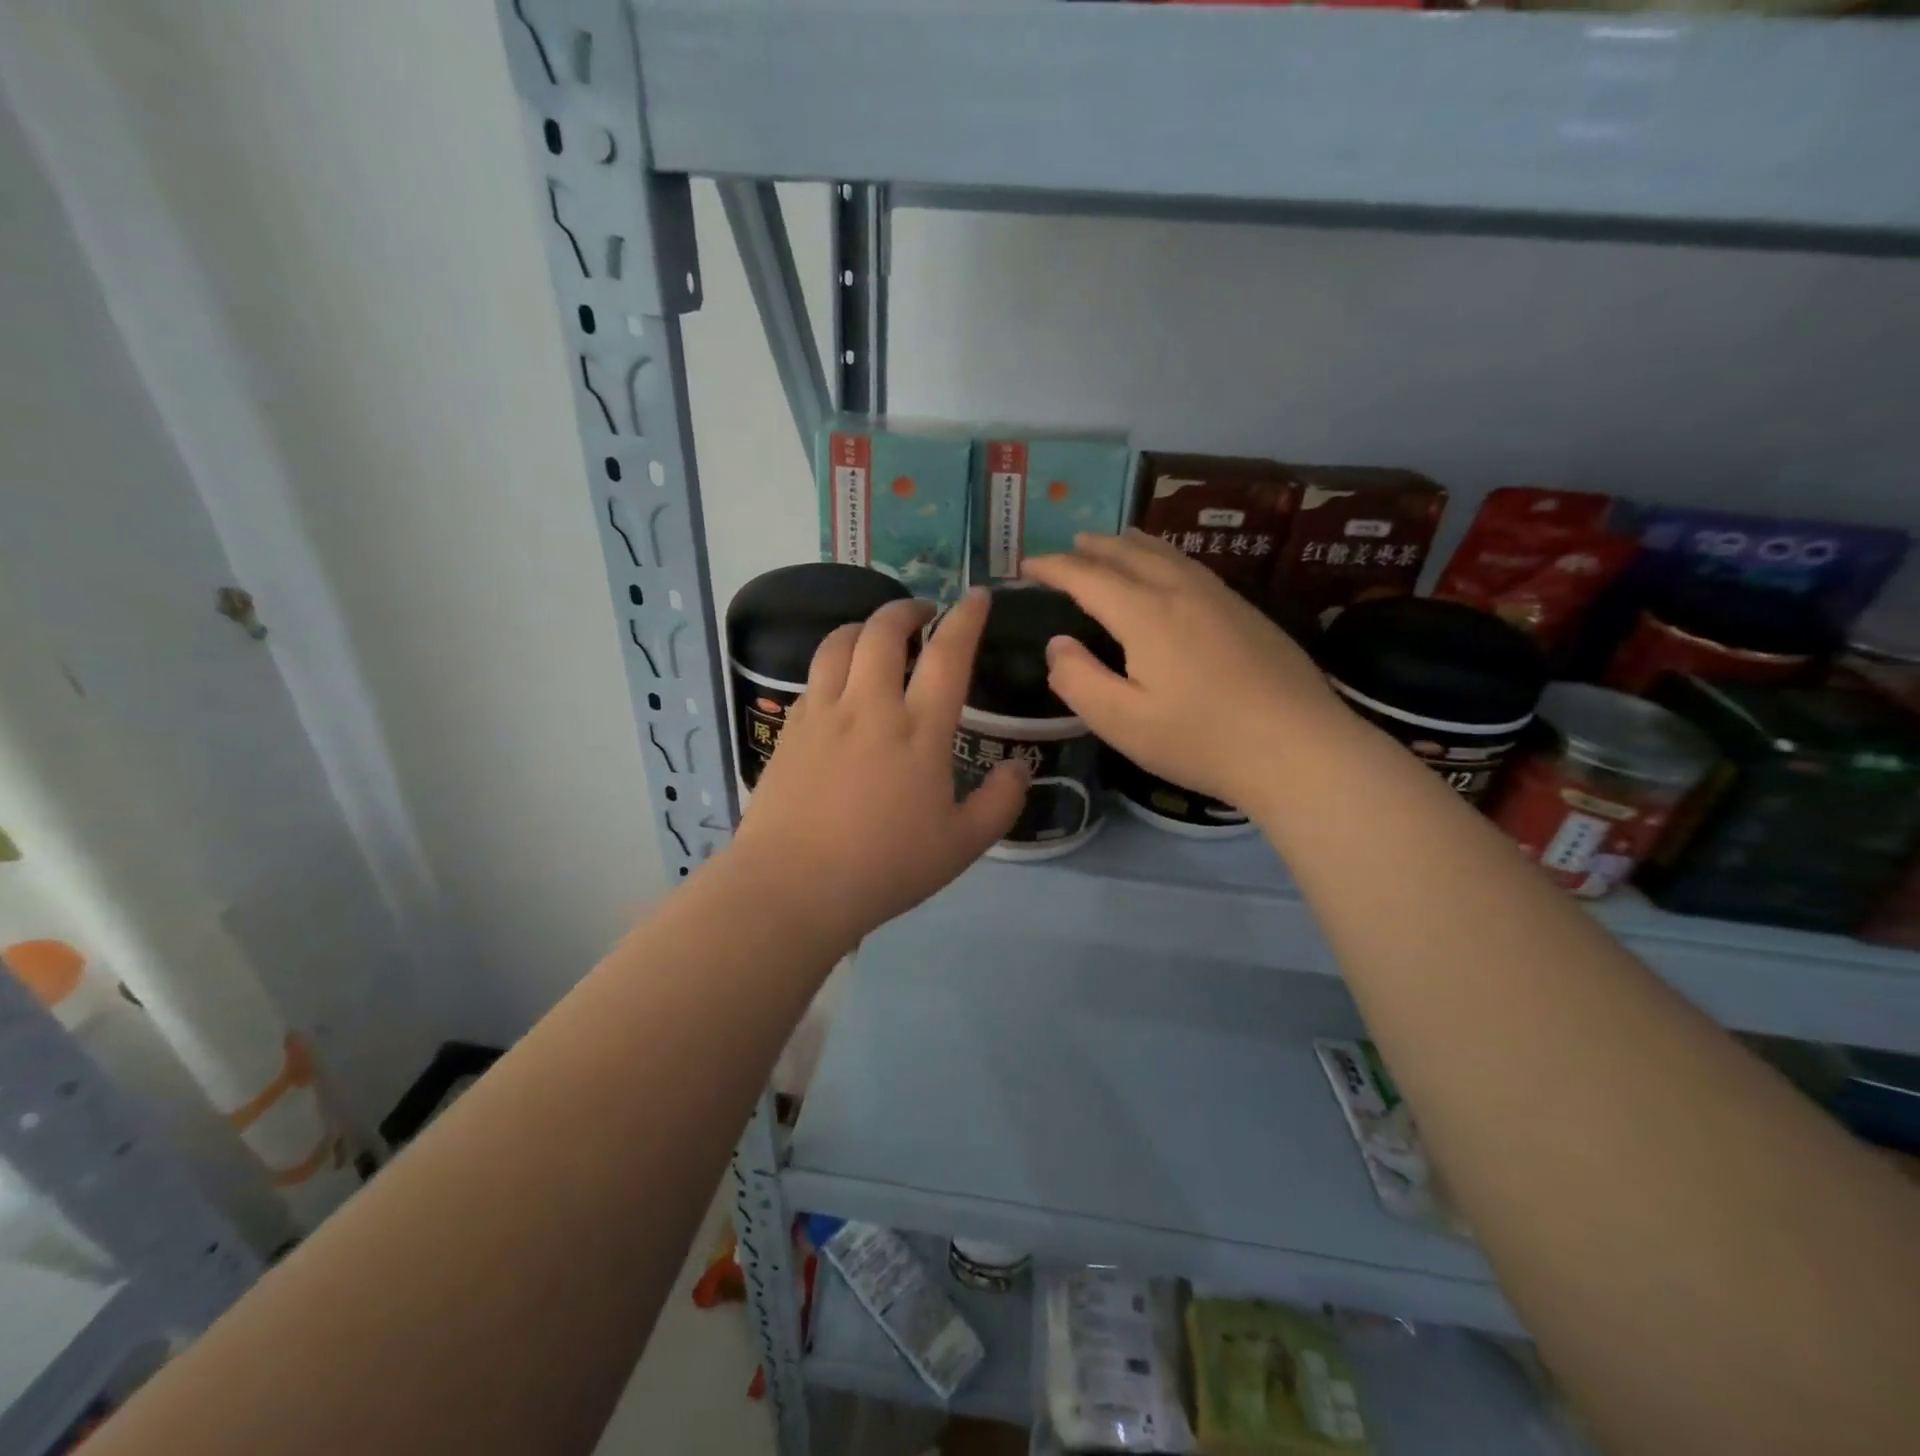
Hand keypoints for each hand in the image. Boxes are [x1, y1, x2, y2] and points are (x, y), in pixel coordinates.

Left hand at [730, 589, 1027, 948]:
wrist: (794, 886)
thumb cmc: (885, 867)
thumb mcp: (961, 845)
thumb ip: (999, 803)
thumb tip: (1020, 768)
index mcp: (919, 730)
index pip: (948, 654)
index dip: (966, 618)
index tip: (977, 597)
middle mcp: (870, 706)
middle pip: (884, 631)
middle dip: (907, 610)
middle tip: (922, 614)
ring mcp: (824, 714)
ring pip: (839, 642)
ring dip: (863, 626)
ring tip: (877, 636)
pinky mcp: (792, 729)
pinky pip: (814, 676)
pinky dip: (834, 662)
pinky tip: (840, 683)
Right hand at [1023, 530, 1349, 810]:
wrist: (1299, 748)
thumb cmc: (1201, 739)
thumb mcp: (1122, 722)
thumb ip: (1079, 680)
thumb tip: (1058, 644)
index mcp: (1145, 614)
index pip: (1087, 577)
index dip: (1053, 568)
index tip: (1027, 566)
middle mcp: (1181, 591)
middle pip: (1128, 553)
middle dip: (1091, 548)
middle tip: (1066, 548)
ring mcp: (1220, 597)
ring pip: (1166, 554)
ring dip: (1130, 544)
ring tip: (1113, 541)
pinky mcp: (1246, 612)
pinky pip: (1191, 567)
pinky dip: (1164, 557)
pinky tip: (1169, 571)